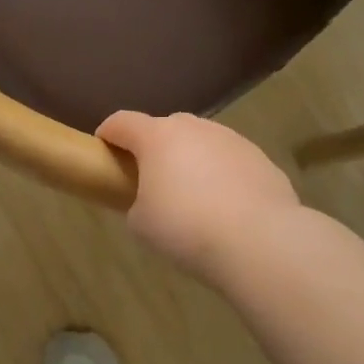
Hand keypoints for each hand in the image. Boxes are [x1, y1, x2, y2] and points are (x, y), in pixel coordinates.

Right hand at [97, 111, 300, 271]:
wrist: (260, 241)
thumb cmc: (186, 229)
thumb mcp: (141, 223)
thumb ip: (137, 202)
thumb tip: (148, 200)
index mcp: (157, 137)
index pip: (122, 122)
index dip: (108, 133)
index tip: (102, 149)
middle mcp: (194, 128)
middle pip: (164, 128)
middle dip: (153, 148)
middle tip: (150, 180)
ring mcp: (231, 139)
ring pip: (201, 142)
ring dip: (191, 160)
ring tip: (193, 197)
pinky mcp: (261, 158)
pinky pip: (230, 162)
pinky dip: (222, 175)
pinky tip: (226, 207)